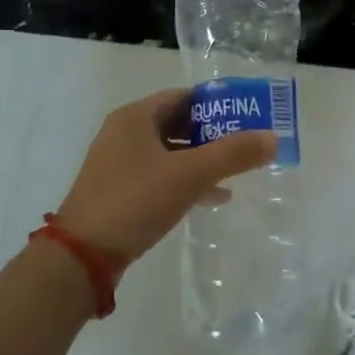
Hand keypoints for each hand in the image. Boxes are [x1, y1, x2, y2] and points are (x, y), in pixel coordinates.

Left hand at [55, 88, 275, 264]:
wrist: (81, 257)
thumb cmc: (135, 200)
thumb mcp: (190, 175)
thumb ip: (233, 155)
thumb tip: (274, 138)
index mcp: (135, 117)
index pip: (183, 97)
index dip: (216, 104)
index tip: (246, 115)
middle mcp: (124, 133)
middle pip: (177, 123)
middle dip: (212, 133)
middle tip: (245, 143)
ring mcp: (118, 164)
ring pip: (169, 152)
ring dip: (201, 159)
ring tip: (235, 172)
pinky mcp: (118, 192)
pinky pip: (159, 176)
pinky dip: (185, 180)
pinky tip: (212, 198)